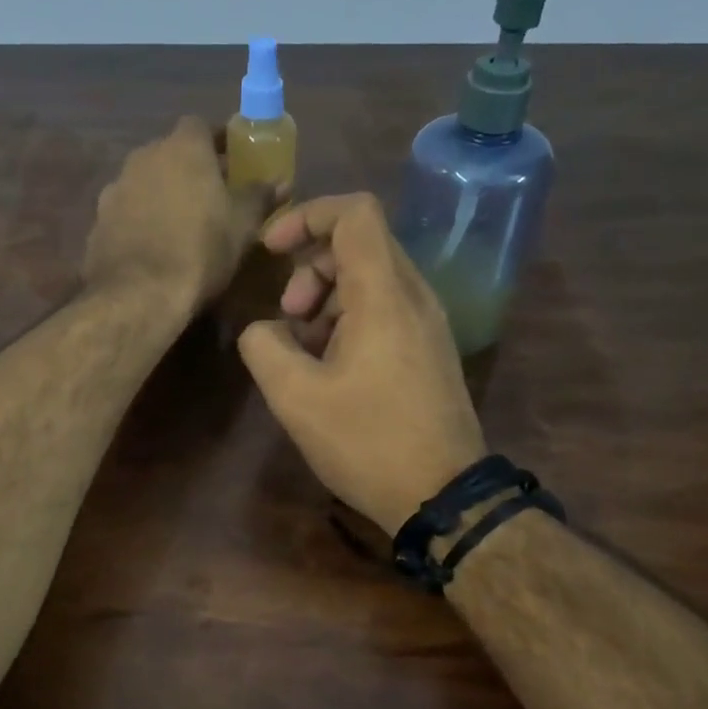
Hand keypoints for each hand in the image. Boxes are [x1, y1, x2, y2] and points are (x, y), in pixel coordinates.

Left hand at [82, 117, 270, 314]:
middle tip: (210, 195)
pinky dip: (140, 222)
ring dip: (161, 195)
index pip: (200, 125)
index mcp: (182, 148)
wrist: (138, 294)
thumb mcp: (242, 225)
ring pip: (145, 183)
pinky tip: (153, 247)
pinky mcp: (97, 223)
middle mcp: (143, 157)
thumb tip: (280, 182)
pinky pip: (126, 213)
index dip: (217, 141)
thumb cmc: (201, 250)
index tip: (232, 160)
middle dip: (189, 169)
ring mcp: (115, 189)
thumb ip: (259, 196)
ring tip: (180, 224)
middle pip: (170, 153)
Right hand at [237, 193, 485, 533]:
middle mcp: (414, 296)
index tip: (271, 250)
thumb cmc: (368, 442)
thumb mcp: (295, 397)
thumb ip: (264, 347)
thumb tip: (265, 329)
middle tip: (288, 316)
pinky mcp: (430, 350)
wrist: (443, 495)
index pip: (353, 213)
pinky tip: (330, 368)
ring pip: (371, 279)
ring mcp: (428, 324)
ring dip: (326, 298)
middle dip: (310, 268)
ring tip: (302, 349)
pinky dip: (349, 320)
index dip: (306, 215)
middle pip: (359, 244)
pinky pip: (386, 310)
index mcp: (385, 295)